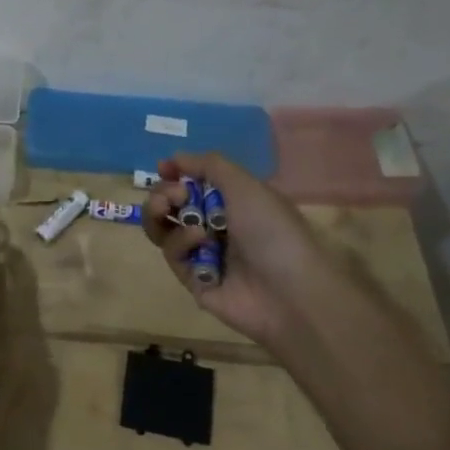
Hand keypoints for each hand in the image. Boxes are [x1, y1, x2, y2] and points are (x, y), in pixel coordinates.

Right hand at [143, 153, 317, 345]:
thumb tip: (175, 158)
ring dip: (159, 214)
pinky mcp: (194, 280)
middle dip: (163, 194)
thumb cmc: (272, 230)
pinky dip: (181, 242)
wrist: (290, 292)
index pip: (194, 183)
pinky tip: (199, 239)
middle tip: (172, 194)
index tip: (164, 167)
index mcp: (233, 203)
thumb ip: (209, 165)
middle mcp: (216, 227)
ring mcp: (203, 255)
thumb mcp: (245, 186)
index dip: (176, 174)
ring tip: (166, 207)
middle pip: (171, 206)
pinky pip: (174, 255)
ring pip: (164, 230)